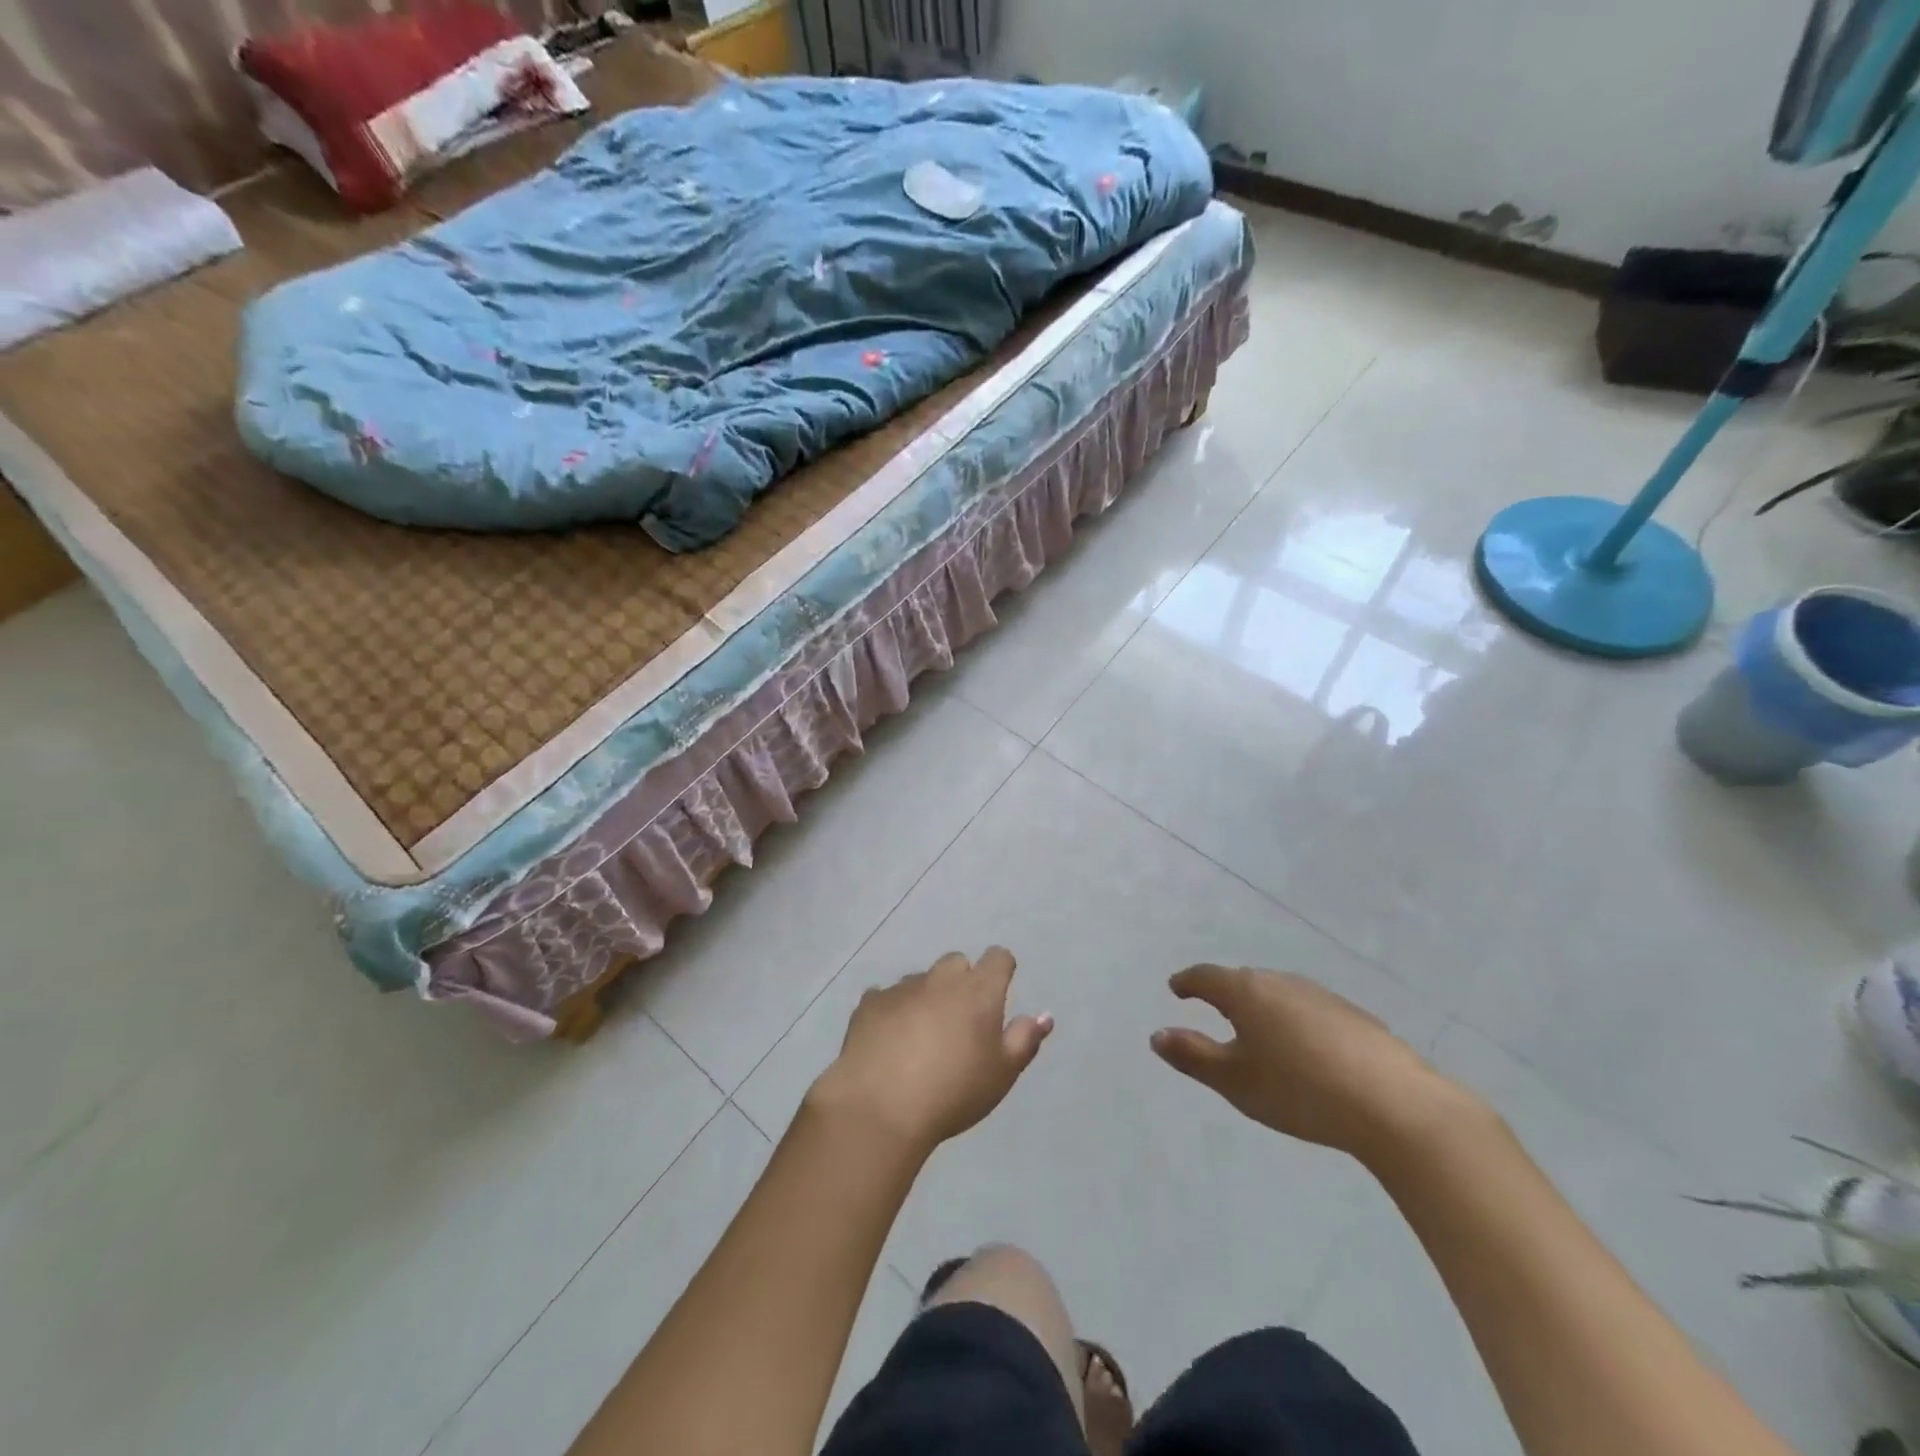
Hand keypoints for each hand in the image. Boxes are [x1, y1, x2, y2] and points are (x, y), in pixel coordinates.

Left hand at [806, 948, 1052, 1156]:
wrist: (880, 1107)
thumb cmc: (953, 1092)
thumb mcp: (1001, 1074)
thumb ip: (1024, 1040)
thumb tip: (1044, 1015)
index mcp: (978, 991)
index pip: (998, 958)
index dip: (1001, 971)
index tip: (999, 994)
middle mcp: (940, 979)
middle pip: (957, 963)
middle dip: (962, 982)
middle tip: (960, 1021)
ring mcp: (902, 988)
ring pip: (921, 980)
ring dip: (926, 997)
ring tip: (921, 1036)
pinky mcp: (869, 1003)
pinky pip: (886, 997)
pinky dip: (893, 1011)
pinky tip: (889, 1041)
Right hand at [1151, 965, 1471, 1162]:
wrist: (1395, 1105)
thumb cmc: (1299, 1090)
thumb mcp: (1235, 1081)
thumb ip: (1193, 1056)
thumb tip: (1157, 1034)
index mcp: (1246, 992)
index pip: (1206, 976)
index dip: (1187, 982)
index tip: (1176, 989)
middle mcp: (1281, 982)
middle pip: (1243, 981)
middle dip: (1225, 994)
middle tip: (1214, 1013)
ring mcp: (1321, 995)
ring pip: (1279, 994)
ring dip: (1262, 1008)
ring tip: (1258, 1034)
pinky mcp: (1354, 1016)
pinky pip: (1309, 1010)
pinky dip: (1295, 1022)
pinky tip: (1306, 1051)